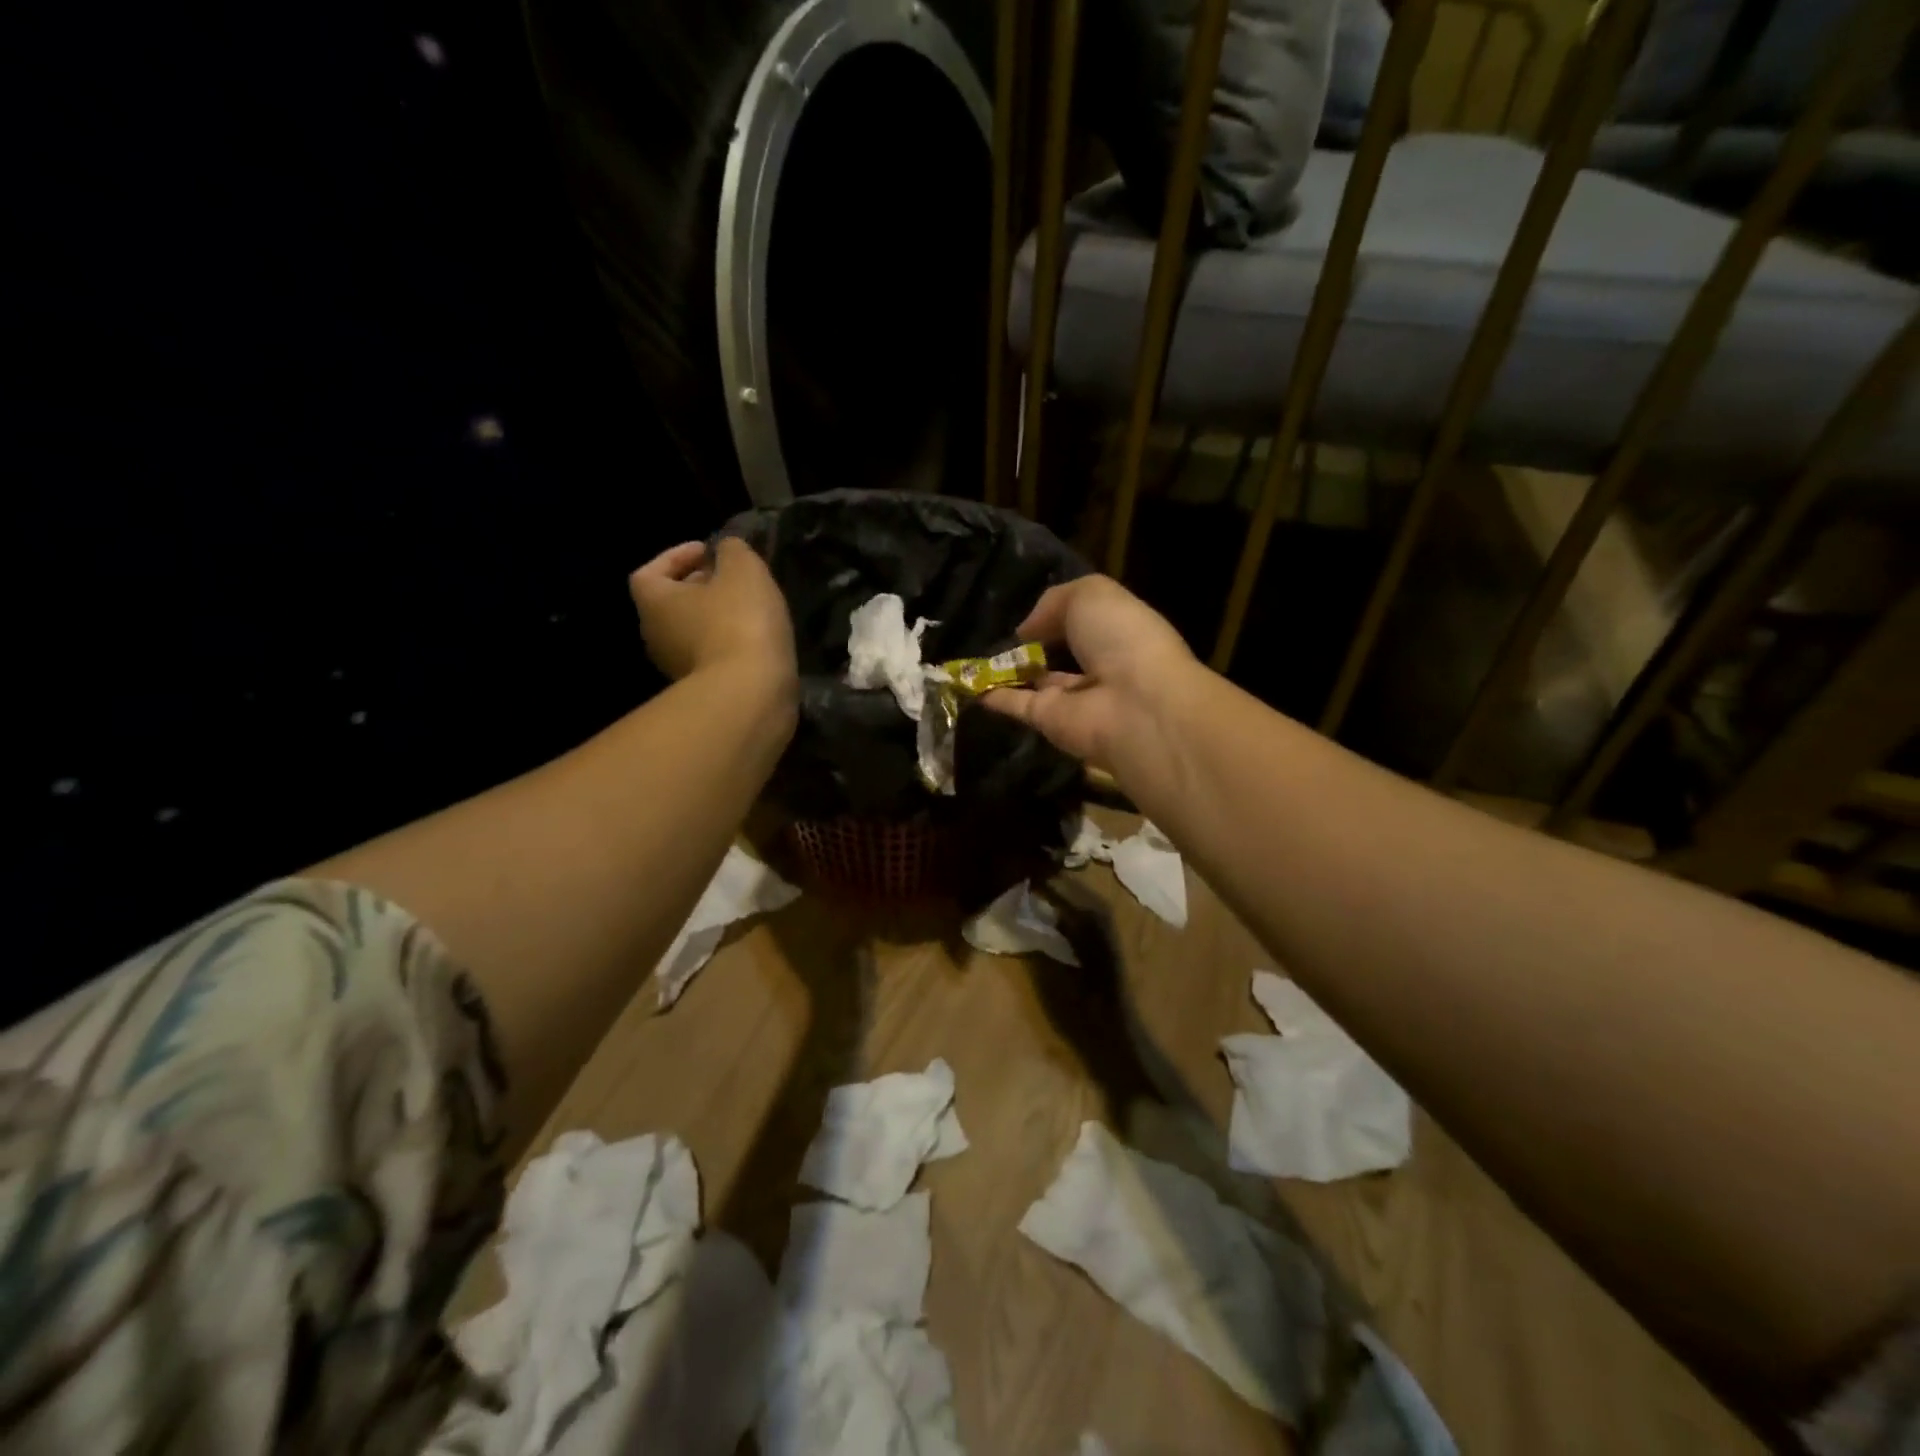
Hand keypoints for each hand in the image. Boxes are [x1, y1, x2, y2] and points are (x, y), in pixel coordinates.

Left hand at [629, 538, 796, 688]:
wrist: (750, 695)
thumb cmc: (739, 622)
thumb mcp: (743, 570)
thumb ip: (732, 550)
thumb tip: (726, 550)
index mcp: (654, 602)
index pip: (649, 572)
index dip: (676, 556)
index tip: (709, 551)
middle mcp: (655, 636)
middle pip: (671, 603)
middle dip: (700, 587)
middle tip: (734, 579)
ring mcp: (676, 668)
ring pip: (693, 631)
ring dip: (717, 617)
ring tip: (751, 609)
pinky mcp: (704, 691)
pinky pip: (712, 656)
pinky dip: (729, 644)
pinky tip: (757, 641)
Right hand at [981, 574, 1197, 768]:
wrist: (1133, 704)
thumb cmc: (1121, 637)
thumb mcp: (1090, 595)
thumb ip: (1053, 603)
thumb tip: (1026, 631)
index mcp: (1119, 631)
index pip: (1087, 621)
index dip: (1060, 613)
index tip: (1030, 609)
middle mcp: (1099, 665)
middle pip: (1062, 653)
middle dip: (1034, 643)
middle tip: (994, 630)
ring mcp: (1075, 698)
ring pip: (1037, 681)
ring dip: (1010, 670)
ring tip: (973, 654)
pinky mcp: (1050, 722)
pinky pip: (1017, 705)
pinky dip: (993, 696)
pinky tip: (968, 684)